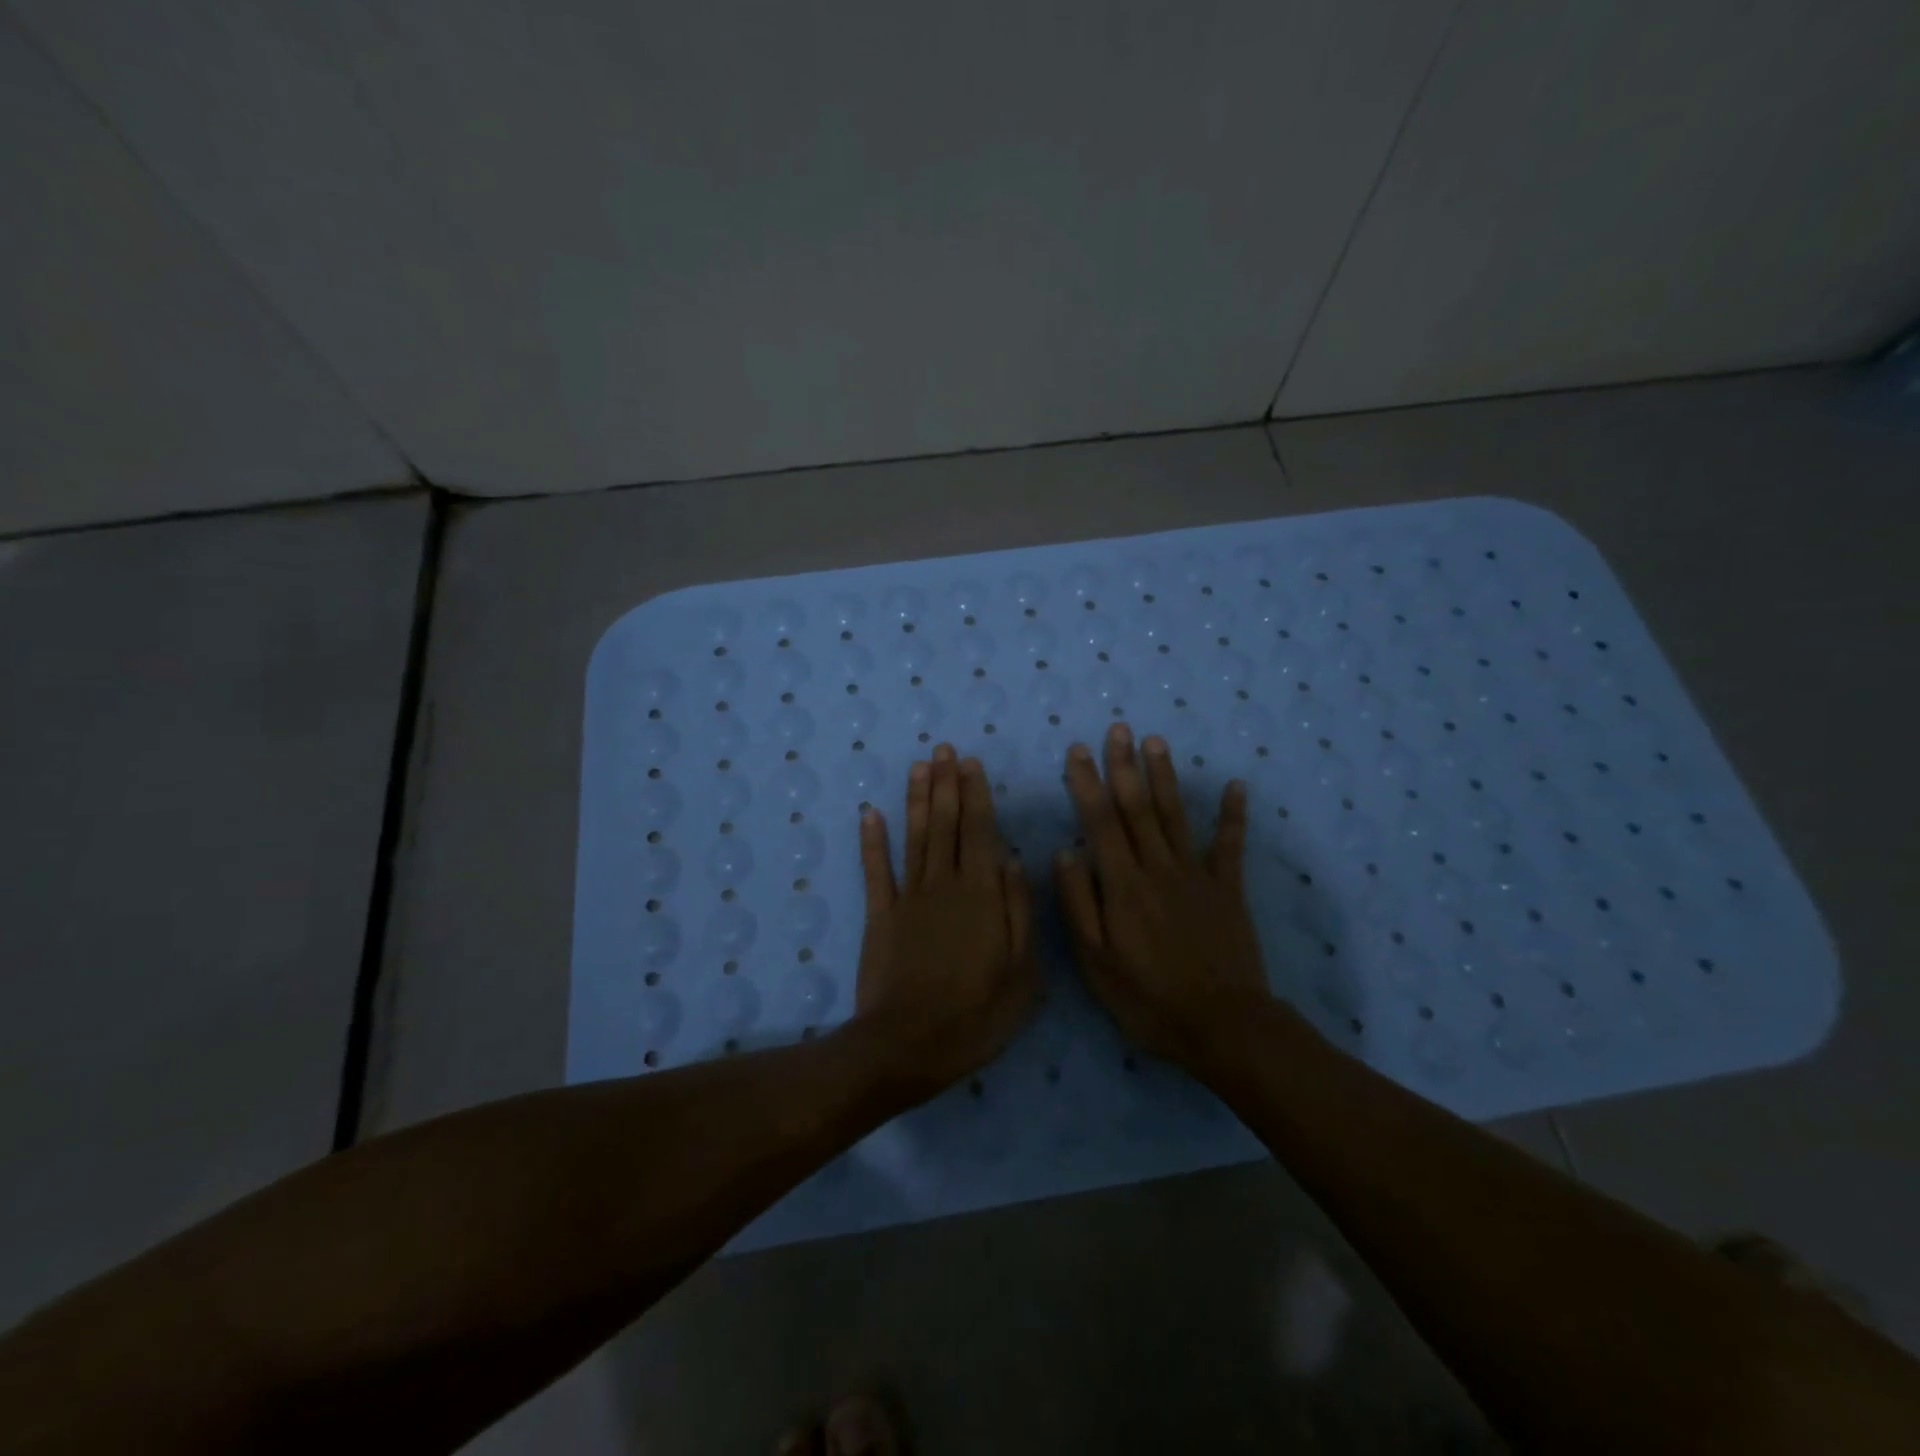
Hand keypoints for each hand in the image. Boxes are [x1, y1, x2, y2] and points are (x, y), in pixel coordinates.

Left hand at [854, 743, 1038, 1097]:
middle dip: (946, 784)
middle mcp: (944, 884)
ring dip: (916, 799)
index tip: (971, 763)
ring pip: (914, 837)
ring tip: (919, 766)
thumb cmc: (976, 1014)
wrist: (908, 1045)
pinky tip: (870, 814)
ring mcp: (908, 898)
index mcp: (982, 895)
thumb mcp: (1022, 973)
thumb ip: (1020, 912)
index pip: (980, 832)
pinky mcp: (880, 916)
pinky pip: (876, 871)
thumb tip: (1014, 861)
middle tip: (944, 749)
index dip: (976, 794)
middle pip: (946, 824)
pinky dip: (872, 841)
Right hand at [1054, 723, 1271, 1070]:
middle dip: (1125, 766)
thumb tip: (1065, 852)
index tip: (1079, 751)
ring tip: (1156, 742)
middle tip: (1119, 729)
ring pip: (1176, 816)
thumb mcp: (1096, 962)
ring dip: (1165, 776)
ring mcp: (1197, 876)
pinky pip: (1230, 845)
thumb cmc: (1148, 999)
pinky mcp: (1228, 889)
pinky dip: (1233, 815)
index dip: (1088, 784)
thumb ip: (1078, 904)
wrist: (1222, 1026)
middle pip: (1138, 808)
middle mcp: (1158, 868)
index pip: (1100, 822)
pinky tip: (1236, 786)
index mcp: (1123, 885)